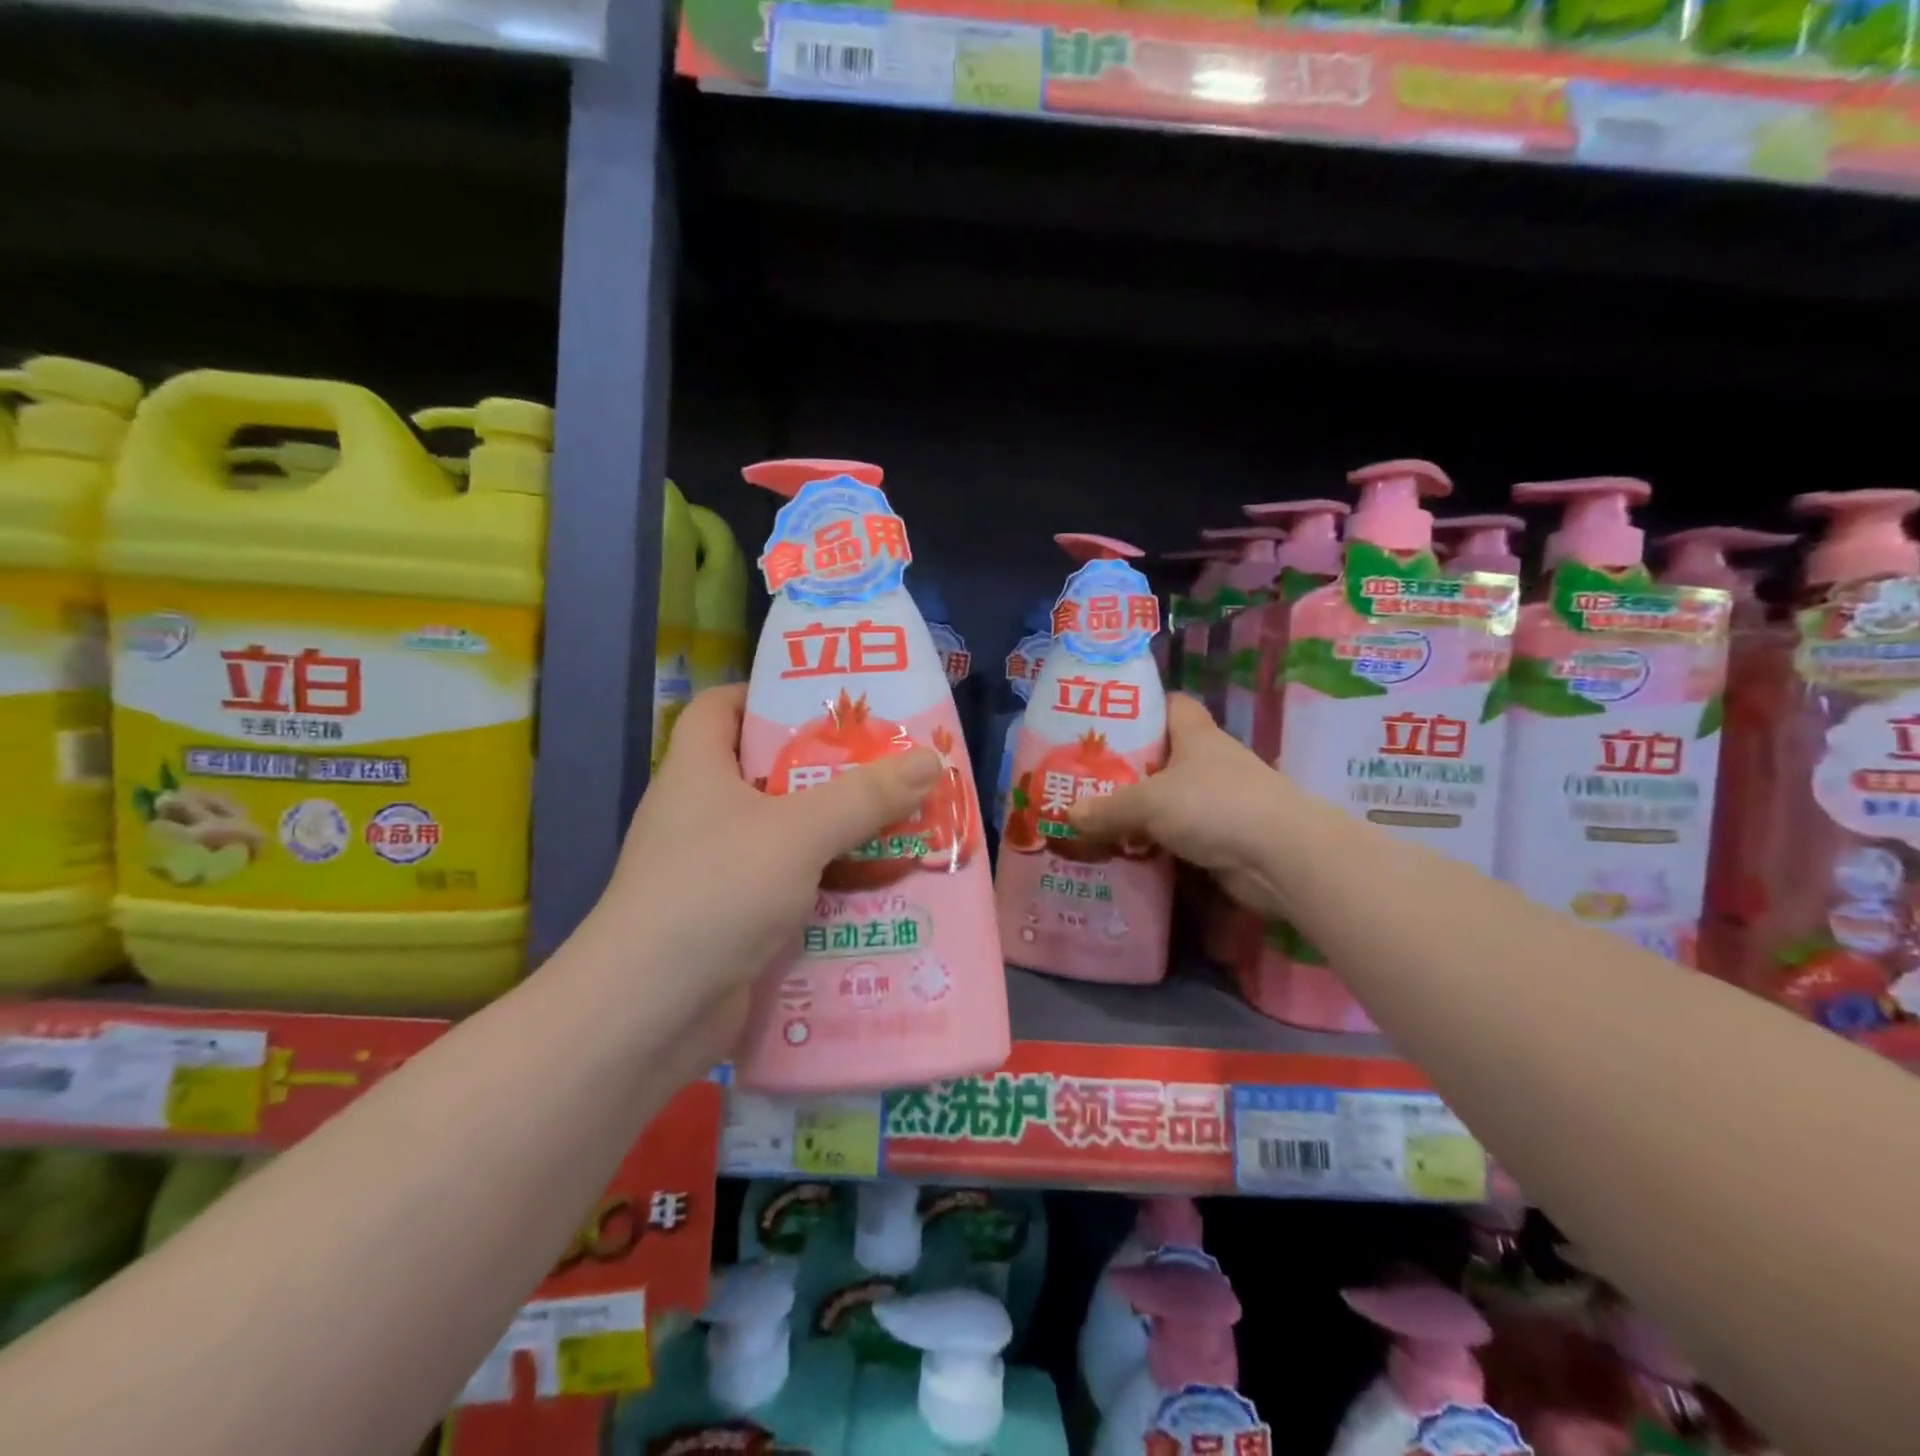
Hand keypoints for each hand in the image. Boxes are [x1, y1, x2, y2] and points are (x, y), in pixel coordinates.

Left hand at [595, 685, 941, 1042]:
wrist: (649, 1013)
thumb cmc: (715, 892)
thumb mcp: (798, 832)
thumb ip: (865, 796)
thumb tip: (930, 758)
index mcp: (698, 771)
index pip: (721, 707)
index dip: (766, 692)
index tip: (827, 701)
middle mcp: (701, 814)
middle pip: (767, 771)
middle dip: (828, 770)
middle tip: (889, 766)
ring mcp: (715, 870)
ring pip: (785, 834)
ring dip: (837, 832)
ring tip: (900, 824)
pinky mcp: (732, 918)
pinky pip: (789, 886)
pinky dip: (827, 884)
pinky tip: (877, 888)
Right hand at [1070, 694, 1299, 920]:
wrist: (1281, 857)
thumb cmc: (1214, 805)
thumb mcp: (1149, 802)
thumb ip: (1106, 808)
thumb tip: (1067, 814)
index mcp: (1196, 736)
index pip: (1171, 706)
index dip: (1142, 708)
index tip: (1106, 721)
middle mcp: (1211, 763)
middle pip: (1164, 756)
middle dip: (1128, 768)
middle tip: (1086, 778)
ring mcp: (1221, 801)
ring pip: (1171, 799)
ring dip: (1141, 811)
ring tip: (1096, 818)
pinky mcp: (1225, 838)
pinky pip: (1180, 836)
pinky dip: (1157, 843)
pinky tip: (1127, 852)